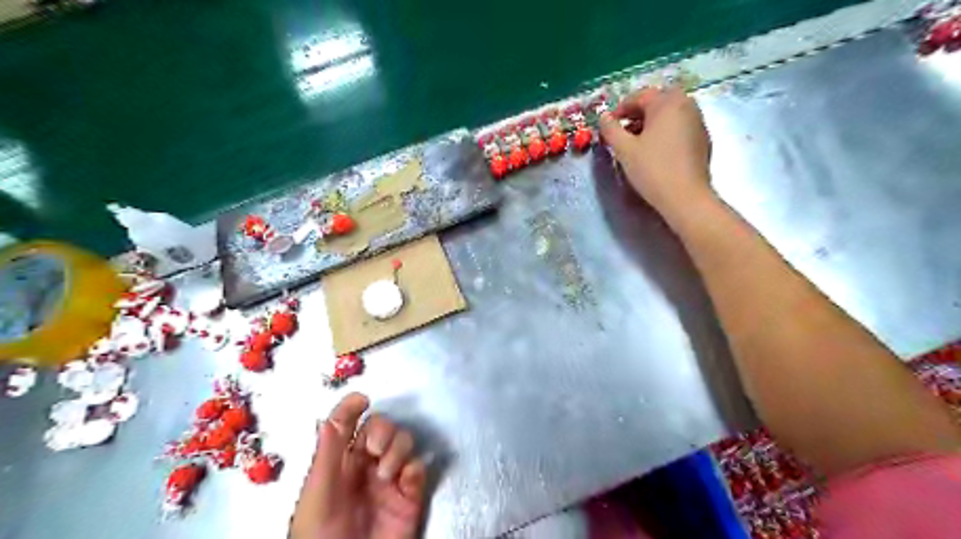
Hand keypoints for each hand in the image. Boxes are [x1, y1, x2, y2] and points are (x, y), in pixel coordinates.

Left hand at [290, 393, 424, 537]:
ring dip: (398, 449)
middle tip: (375, 450)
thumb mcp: (319, 493)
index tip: (362, 400)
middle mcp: (366, 463)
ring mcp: (389, 478)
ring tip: (387, 474)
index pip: (347, 423)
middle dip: (382, 431)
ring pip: (403, 442)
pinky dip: (415, 469)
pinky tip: (405, 482)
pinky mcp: (410, 494)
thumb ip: (328, 453)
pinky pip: (420, 467)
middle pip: (381, 427)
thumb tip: (332, 414)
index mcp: (339, 460)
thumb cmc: (321, 536)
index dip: (353, 408)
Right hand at [599, 87, 711, 215]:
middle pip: (657, 102)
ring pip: (670, 114)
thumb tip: (604, 117)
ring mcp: (698, 121)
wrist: (685, 197)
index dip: (620, 109)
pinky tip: (656, 151)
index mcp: (667, 102)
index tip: (608, 125)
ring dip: (651, 122)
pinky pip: (679, 127)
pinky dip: (665, 132)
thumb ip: (611, 129)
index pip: (640, 96)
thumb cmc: (652, 169)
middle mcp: (686, 105)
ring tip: (637, 142)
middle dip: (637, 114)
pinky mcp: (703, 139)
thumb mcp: (624, 149)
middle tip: (622, 131)